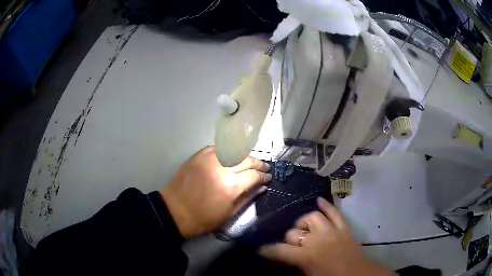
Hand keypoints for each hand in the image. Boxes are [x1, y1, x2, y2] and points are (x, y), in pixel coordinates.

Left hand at [161, 146, 271, 237]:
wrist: (175, 211)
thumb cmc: (204, 219)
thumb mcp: (229, 214)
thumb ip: (247, 198)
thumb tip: (262, 188)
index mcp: (231, 186)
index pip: (254, 175)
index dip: (263, 176)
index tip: (268, 178)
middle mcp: (222, 168)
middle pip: (246, 159)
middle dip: (258, 163)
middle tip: (264, 167)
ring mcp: (209, 159)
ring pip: (234, 151)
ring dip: (245, 156)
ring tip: (250, 161)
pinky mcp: (198, 156)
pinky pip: (218, 149)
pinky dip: (227, 152)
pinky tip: (231, 157)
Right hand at [259, 198, 394, 275]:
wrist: (358, 275)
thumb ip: (296, 267)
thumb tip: (286, 258)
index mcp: (306, 256)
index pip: (279, 250)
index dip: (267, 250)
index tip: (259, 249)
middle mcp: (316, 239)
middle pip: (294, 232)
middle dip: (287, 239)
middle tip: (287, 245)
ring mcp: (332, 230)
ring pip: (312, 217)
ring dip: (303, 222)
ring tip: (302, 229)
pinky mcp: (344, 227)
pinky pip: (335, 212)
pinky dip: (327, 206)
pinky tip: (319, 200)